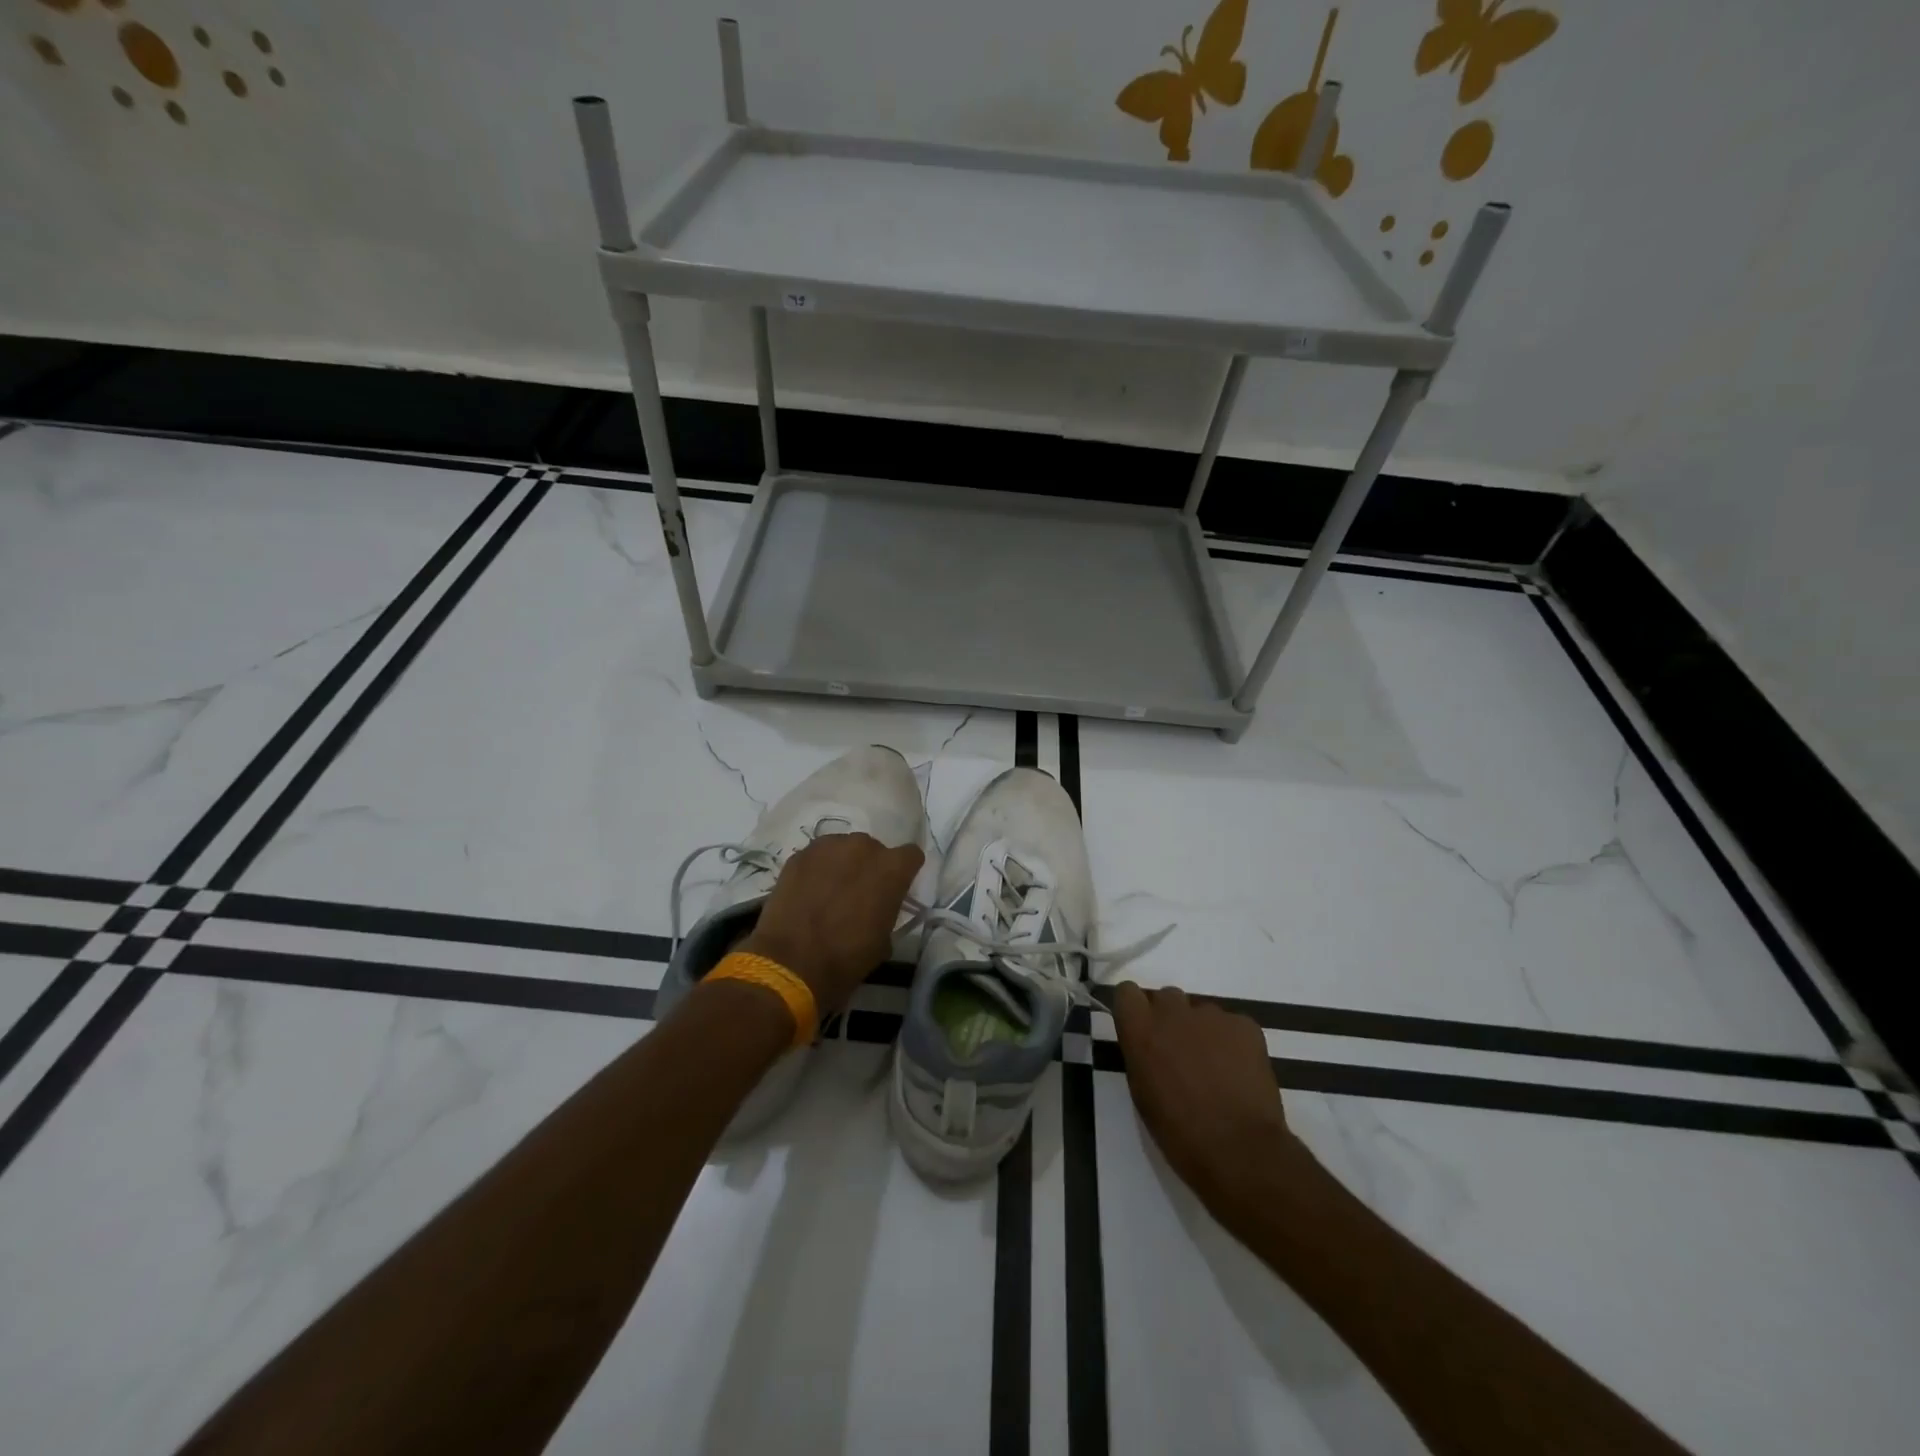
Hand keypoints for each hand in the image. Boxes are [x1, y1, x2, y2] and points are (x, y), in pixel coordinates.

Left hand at [738, 832, 923, 1015]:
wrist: (791, 964)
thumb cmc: (846, 958)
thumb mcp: (884, 940)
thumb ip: (888, 910)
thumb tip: (879, 908)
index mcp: (892, 868)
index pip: (911, 855)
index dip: (904, 872)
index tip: (895, 889)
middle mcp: (863, 847)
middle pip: (874, 849)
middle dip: (870, 867)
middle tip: (859, 893)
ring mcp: (828, 846)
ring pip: (844, 849)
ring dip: (843, 865)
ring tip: (830, 891)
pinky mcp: (800, 855)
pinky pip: (817, 856)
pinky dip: (817, 869)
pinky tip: (808, 892)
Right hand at [1112, 982, 1308, 1215]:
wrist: (1240, 1150)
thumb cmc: (1180, 1133)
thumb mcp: (1143, 1094)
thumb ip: (1141, 1055)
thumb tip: (1150, 1044)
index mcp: (1141, 1030)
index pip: (1127, 992)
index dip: (1135, 1009)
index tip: (1142, 1029)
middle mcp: (1173, 1012)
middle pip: (1166, 997)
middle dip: (1170, 1019)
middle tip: (1180, 1053)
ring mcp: (1212, 1015)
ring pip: (1201, 1012)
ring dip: (1202, 1032)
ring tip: (1216, 1069)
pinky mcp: (1245, 1025)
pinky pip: (1232, 1025)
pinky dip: (1232, 1042)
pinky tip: (1239, 1072)